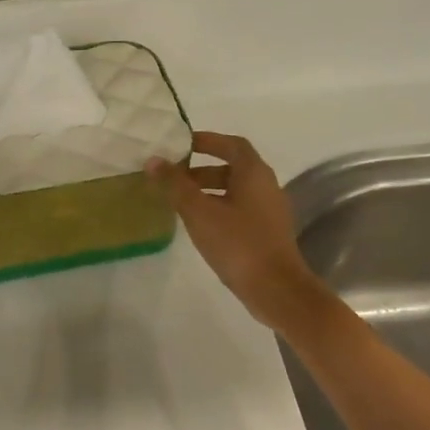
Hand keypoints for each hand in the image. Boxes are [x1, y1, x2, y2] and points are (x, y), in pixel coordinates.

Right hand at [149, 131, 328, 331]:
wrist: (275, 288)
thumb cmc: (237, 243)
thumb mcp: (199, 212)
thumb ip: (175, 185)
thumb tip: (153, 160)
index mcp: (254, 173)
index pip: (232, 144)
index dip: (208, 141)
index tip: (182, 145)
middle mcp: (266, 186)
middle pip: (233, 168)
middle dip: (201, 170)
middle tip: (173, 178)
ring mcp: (270, 211)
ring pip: (235, 191)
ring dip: (208, 191)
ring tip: (180, 203)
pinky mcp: (267, 232)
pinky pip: (240, 209)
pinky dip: (218, 208)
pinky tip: (199, 226)